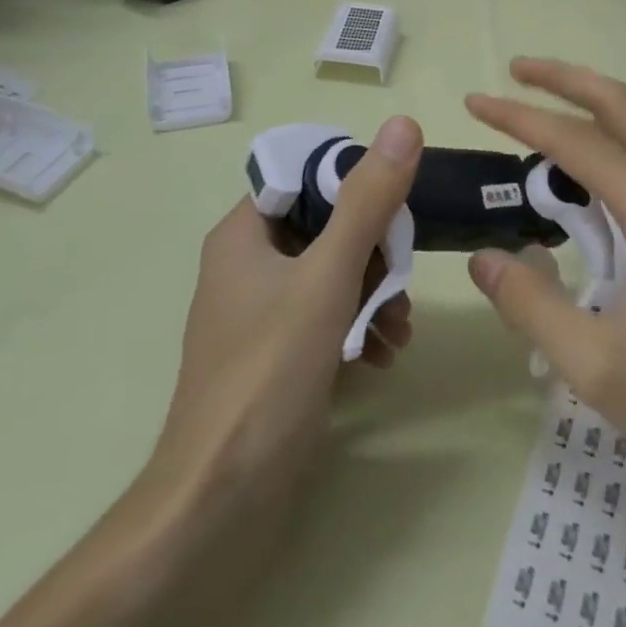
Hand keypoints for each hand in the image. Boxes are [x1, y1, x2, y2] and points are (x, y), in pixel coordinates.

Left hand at [149, 116, 422, 509]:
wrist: (222, 500)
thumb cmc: (269, 371)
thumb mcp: (327, 276)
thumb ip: (367, 201)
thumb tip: (404, 126)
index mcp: (244, 234)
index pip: (305, 177)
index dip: (353, 182)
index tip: (397, 206)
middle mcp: (249, 264)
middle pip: (326, 227)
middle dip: (374, 251)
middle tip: (404, 277)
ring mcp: (263, 312)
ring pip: (333, 274)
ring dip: (374, 292)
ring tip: (400, 326)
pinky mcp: (279, 353)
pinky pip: (328, 316)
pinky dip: (359, 326)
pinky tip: (384, 353)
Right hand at [465, 60, 625, 492]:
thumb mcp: (593, 364)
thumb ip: (530, 305)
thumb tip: (483, 257)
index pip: (578, 142)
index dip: (521, 118)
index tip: (475, 102)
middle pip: (622, 106)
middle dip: (566, 79)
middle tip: (514, 69)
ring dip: (589, 104)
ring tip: (538, 103)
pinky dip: (610, 139)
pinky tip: (581, 167)